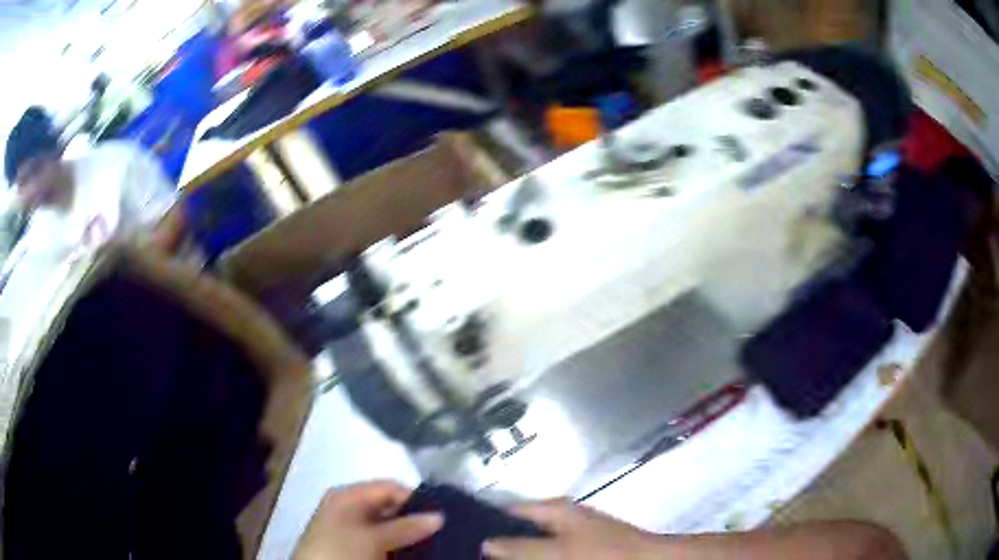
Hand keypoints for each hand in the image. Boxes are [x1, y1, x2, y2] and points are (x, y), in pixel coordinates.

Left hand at [294, 480, 442, 559]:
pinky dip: (395, 545)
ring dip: (406, 534)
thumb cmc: (341, 550)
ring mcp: (348, 527)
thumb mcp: (375, 538)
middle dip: (413, 519)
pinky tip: (410, 552)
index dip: (415, 499)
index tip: (441, 515)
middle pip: (388, 507)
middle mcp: (347, 507)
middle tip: (440, 531)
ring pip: (386, 526)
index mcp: (347, 495)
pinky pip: (379, 540)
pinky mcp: (350, 546)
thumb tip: (440, 516)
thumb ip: (406, 526)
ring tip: (431, 543)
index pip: (389, 487)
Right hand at [483, 499, 660, 559]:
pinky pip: (548, 551)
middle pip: (519, 527)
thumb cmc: (602, 552)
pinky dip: (534, 557)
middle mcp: (560, 516)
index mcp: (554, 509)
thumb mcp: (558, 551)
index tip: (464, 537)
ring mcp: (571, 533)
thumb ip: (521, 547)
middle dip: (500, 541)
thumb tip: (485, 542)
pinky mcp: (579, 547)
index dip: (486, 523)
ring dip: (517, 552)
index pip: (509, 511)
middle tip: (475, 554)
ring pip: (533, 542)